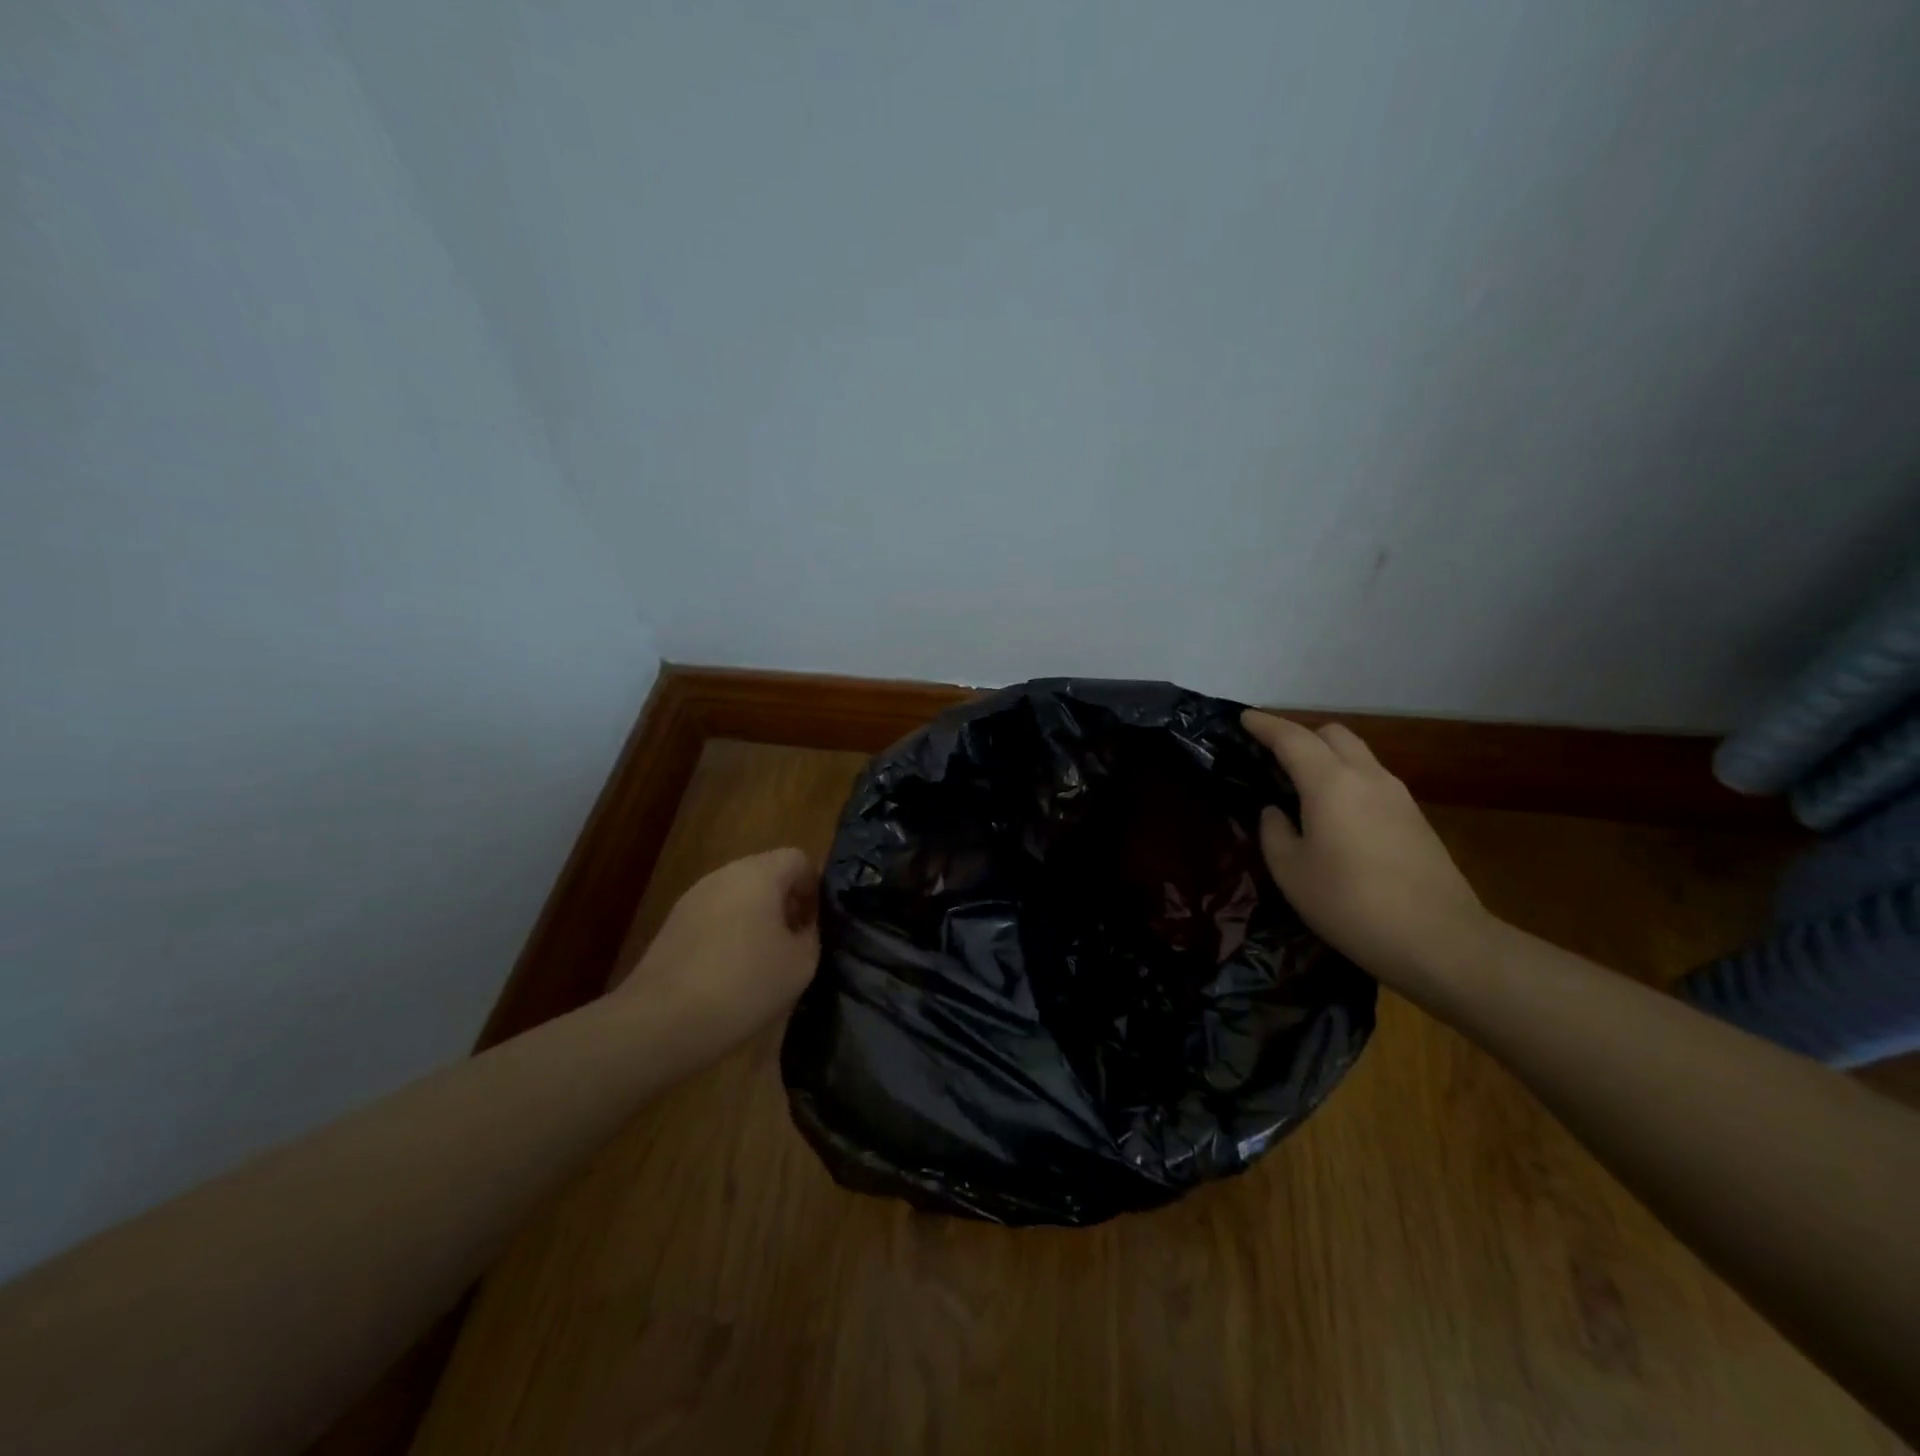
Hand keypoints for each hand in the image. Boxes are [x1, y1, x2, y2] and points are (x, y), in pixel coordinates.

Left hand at [615, 848, 820, 1050]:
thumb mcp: (800, 964)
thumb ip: (811, 934)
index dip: (814, 888)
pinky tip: (730, 973)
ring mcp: (693, 898)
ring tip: (763, 962)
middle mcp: (723, 875)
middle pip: (766, 874)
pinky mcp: (672, 924)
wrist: (661, 1022)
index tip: (816, 925)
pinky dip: (729, 934)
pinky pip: (715, 916)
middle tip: (794, 943)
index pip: (798, 859)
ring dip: (757, 919)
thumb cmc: (743, 985)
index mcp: (759, 874)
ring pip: (738, 896)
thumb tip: (803, 925)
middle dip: (785, 903)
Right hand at [1241, 711, 1493, 995]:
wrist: (1440, 941)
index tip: (1244, 718)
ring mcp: (1398, 796)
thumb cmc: (1350, 904)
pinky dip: (1347, 780)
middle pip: (1333, 734)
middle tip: (1273, 758)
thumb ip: (1275, 832)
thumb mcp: (1291, 872)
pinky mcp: (1416, 819)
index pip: (1292, 738)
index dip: (1265, 725)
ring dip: (1327, 758)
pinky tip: (1336, 814)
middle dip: (1300, 736)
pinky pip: (1373, 781)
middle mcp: (1367, 777)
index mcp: (1330, 783)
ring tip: (1302, 786)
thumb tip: (1276, 812)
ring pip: (1358, 755)